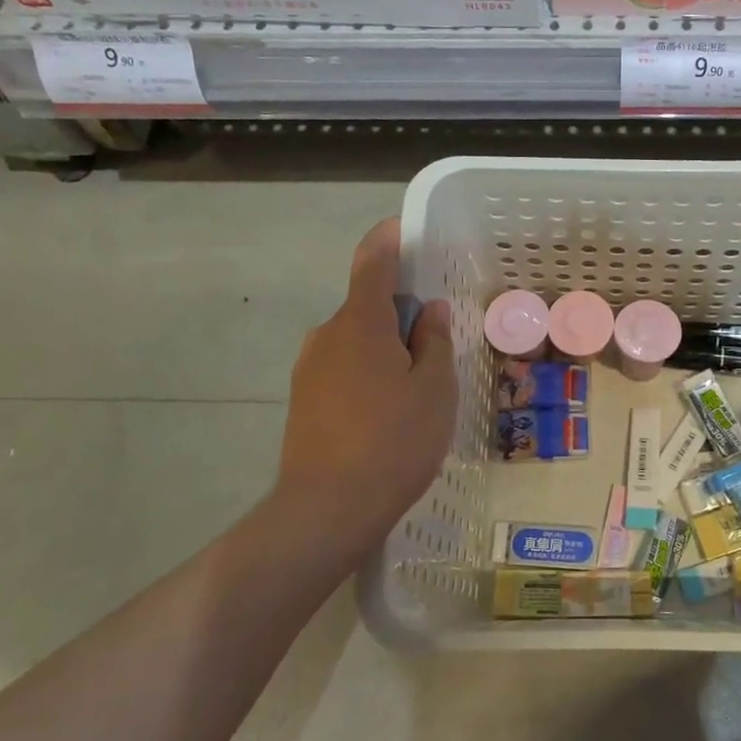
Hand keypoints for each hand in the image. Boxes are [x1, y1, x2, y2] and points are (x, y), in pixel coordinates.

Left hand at [267, 219, 455, 565]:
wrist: (327, 509)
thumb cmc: (394, 440)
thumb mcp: (434, 389)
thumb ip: (434, 342)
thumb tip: (429, 311)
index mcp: (360, 322)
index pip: (373, 261)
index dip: (390, 239)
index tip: (407, 231)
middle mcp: (327, 335)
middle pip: (367, 306)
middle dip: (401, 313)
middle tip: (437, 342)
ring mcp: (309, 370)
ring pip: (356, 342)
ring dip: (386, 348)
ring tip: (418, 388)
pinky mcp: (303, 402)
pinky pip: (343, 370)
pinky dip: (369, 374)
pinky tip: (390, 413)